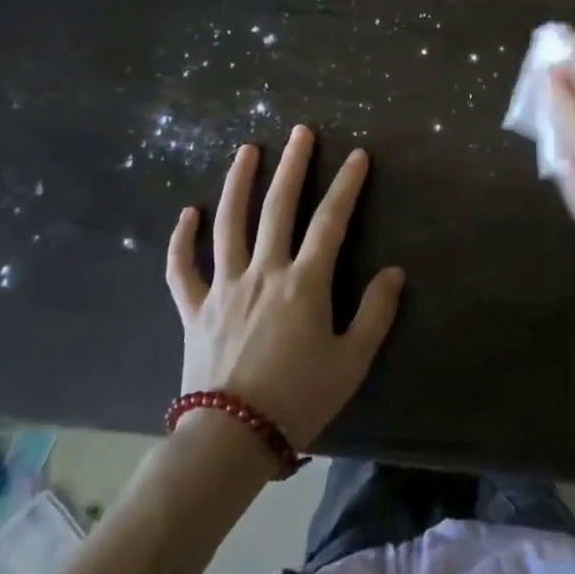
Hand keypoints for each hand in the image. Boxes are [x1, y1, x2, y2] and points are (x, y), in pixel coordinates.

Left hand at [166, 127, 404, 449]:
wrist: (230, 441)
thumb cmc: (298, 400)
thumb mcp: (351, 362)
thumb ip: (376, 313)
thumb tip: (394, 272)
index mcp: (304, 282)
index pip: (331, 220)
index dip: (347, 185)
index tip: (357, 155)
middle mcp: (263, 272)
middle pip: (278, 207)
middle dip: (292, 166)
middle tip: (300, 132)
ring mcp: (224, 287)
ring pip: (228, 224)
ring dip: (238, 184)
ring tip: (246, 151)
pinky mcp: (194, 309)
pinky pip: (181, 269)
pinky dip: (181, 240)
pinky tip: (186, 214)